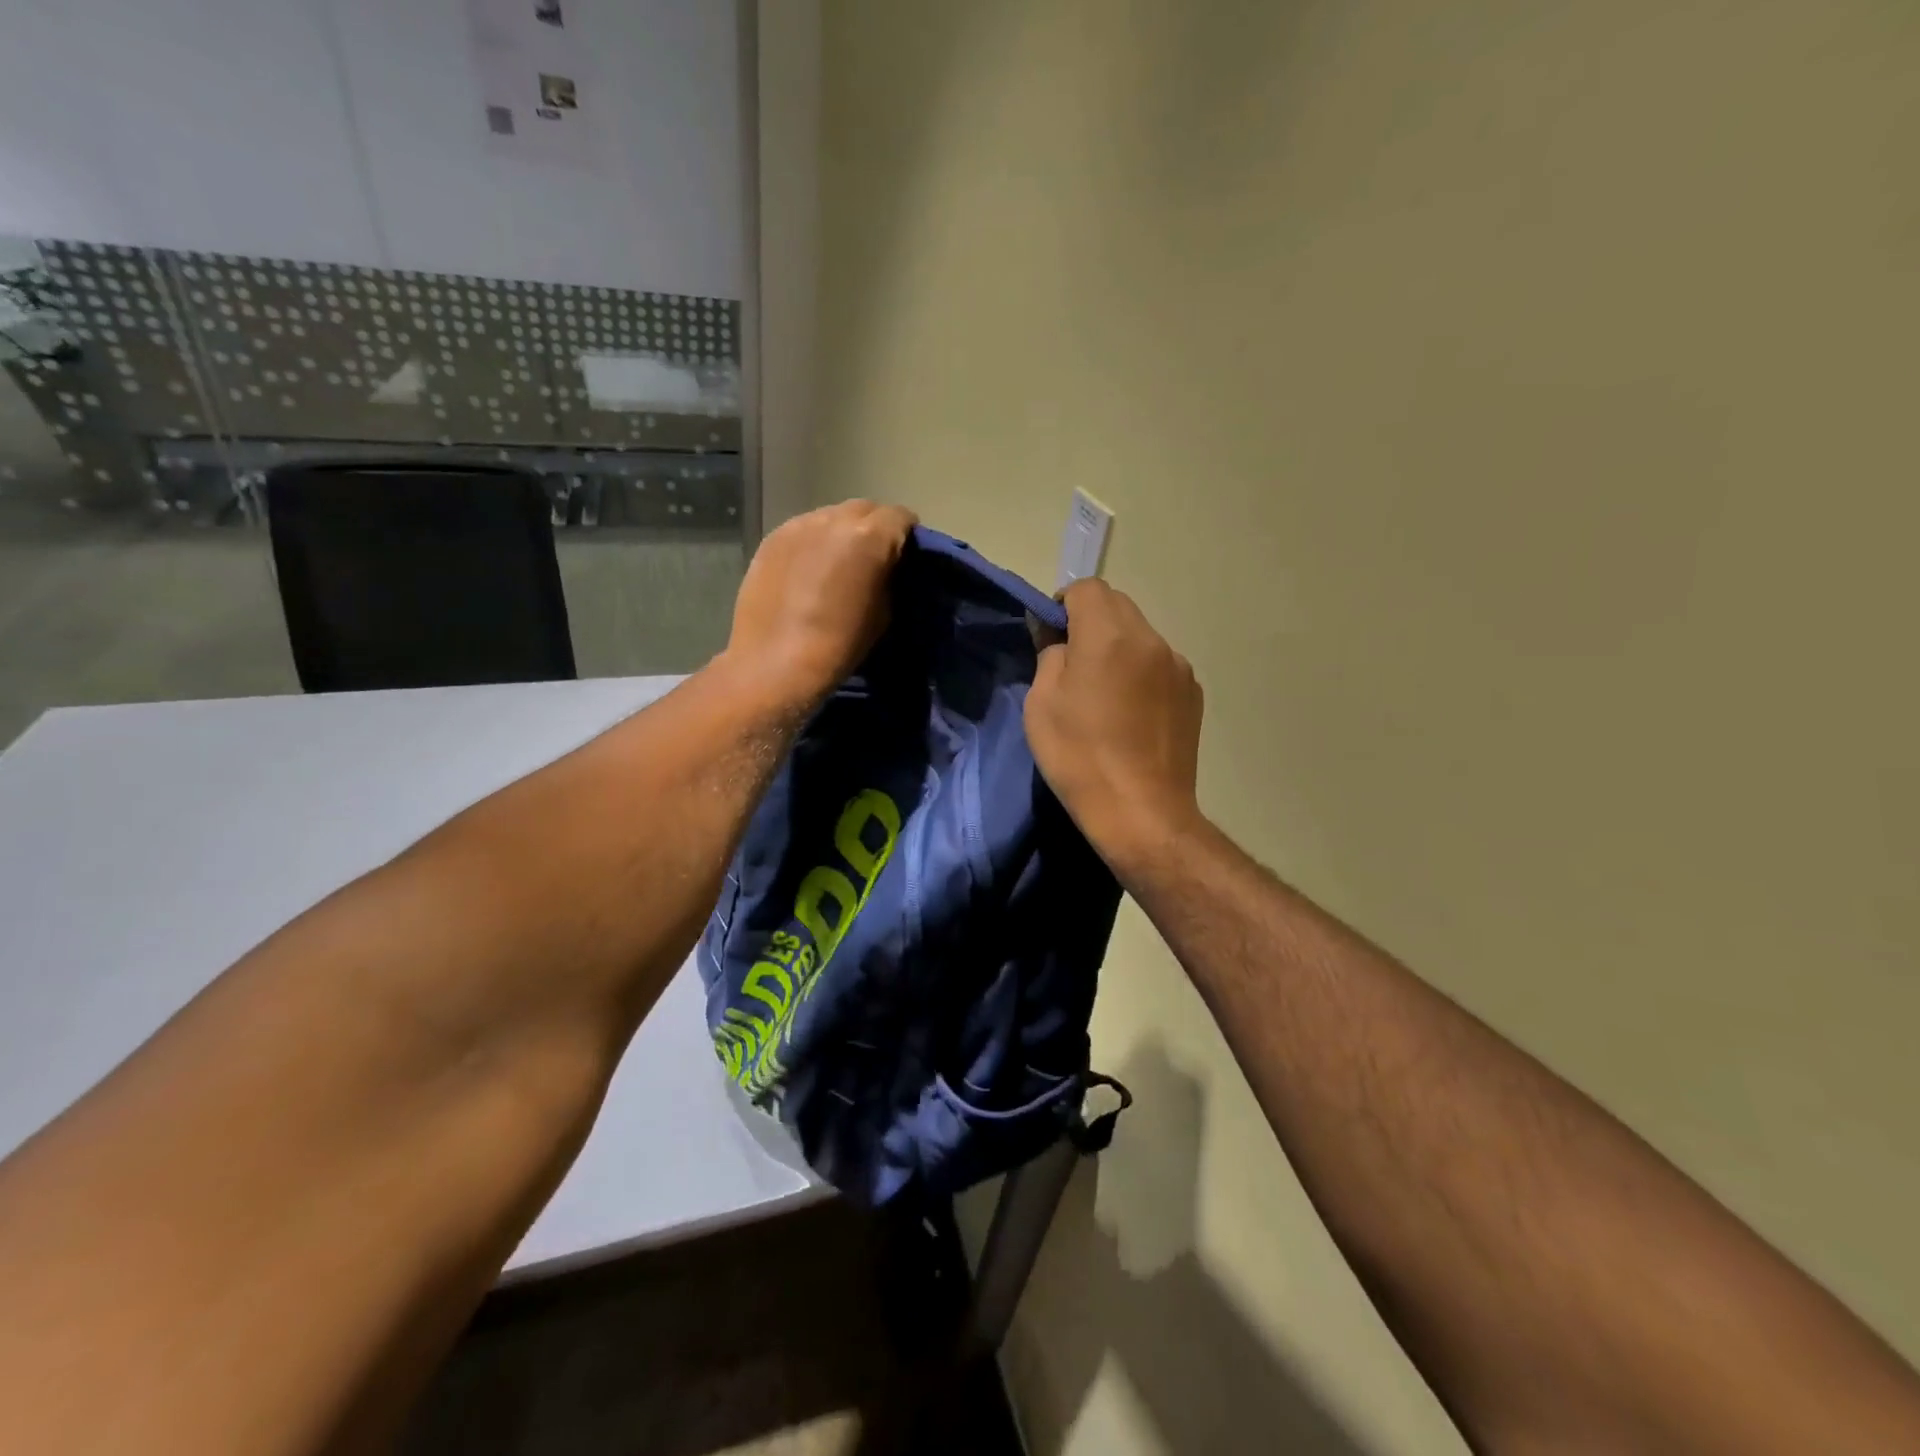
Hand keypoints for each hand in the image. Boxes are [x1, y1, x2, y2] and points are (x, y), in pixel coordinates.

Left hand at [725, 500, 917, 707]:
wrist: (774, 664)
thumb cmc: (839, 645)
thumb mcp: (884, 614)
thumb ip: (888, 577)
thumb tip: (885, 567)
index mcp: (869, 536)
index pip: (901, 516)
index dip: (907, 535)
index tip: (905, 557)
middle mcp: (833, 519)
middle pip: (865, 509)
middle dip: (874, 528)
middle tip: (873, 560)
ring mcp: (798, 525)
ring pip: (831, 516)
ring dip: (842, 534)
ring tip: (838, 565)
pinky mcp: (772, 538)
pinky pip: (804, 530)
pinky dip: (814, 544)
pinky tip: (809, 572)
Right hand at [1026, 579, 1205, 869]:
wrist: (1142, 813)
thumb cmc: (1080, 758)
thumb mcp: (1041, 705)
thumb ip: (1050, 656)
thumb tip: (1059, 639)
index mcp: (1109, 636)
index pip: (1086, 588)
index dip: (1063, 604)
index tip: (1051, 635)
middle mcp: (1150, 640)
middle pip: (1117, 605)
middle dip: (1091, 621)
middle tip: (1073, 664)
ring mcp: (1178, 666)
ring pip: (1140, 635)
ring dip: (1118, 647)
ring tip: (1105, 694)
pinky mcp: (1193, 693)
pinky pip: (1159, 664)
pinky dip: (1140, 672)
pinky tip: (1131, 714)